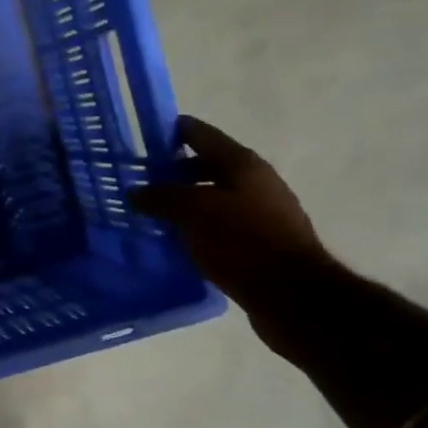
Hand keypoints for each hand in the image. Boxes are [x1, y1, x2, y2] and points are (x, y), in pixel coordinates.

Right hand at [131, 116, 331, 305]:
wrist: (292, 296)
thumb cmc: (242, 241)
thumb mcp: (193, 213)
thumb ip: (161, 197)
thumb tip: (136, 191)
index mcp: (242, 164)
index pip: (201, 134)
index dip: (172, 131)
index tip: (142, 136)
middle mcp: (255, 181)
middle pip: (207, 166)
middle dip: (173, 171)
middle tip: (138, 181)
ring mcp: (260, 212)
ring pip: (212, 197)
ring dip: (184, 201)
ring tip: (151, 213)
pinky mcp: (259, 242)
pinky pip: (219, 224)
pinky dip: (196, 226)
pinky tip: (175, 239)